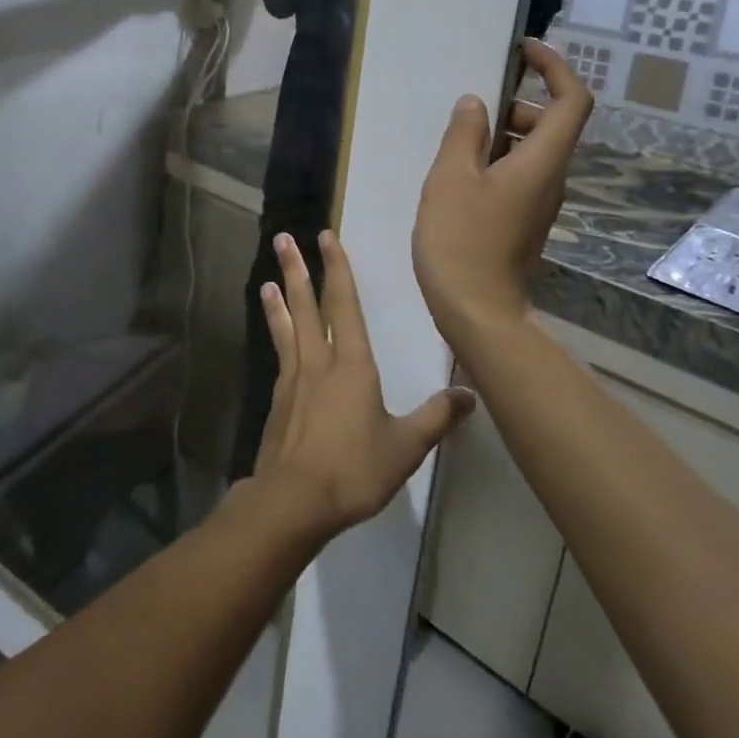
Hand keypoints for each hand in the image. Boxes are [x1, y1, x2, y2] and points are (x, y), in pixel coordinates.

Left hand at [248, 231, 474, 540]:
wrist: (295, 500)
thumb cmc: (354, 469)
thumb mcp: (406, 446)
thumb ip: (437, 418)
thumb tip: (470, 394)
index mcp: (352, 365)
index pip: (344, 305)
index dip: (338, 269)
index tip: (326, 237)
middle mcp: (319, 362)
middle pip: (307, 306)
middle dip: (297, 270)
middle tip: (283, 240)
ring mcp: (293, 380)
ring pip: (287, 328)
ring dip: (279, 301)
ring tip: (268, 280)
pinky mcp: (278, 401)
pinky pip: (279, 356)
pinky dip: (276, 336)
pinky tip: (276, 338)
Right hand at [412, 38, 593, 349]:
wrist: (476, 309)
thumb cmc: (461, 239)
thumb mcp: (451, 177)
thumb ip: (464, 133)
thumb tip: (476, 103)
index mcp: (543, 161)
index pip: (572, 100)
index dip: (555, 67)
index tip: (524, 50)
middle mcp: (552, 178)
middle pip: (554, 123)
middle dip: (520, 101)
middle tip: (476, 103)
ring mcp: (540, 202)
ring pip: (535, 150)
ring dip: (505, 132)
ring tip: (459, 138)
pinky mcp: (525, 220)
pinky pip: (521, 173)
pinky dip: (498, 158)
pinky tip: (460, 172)